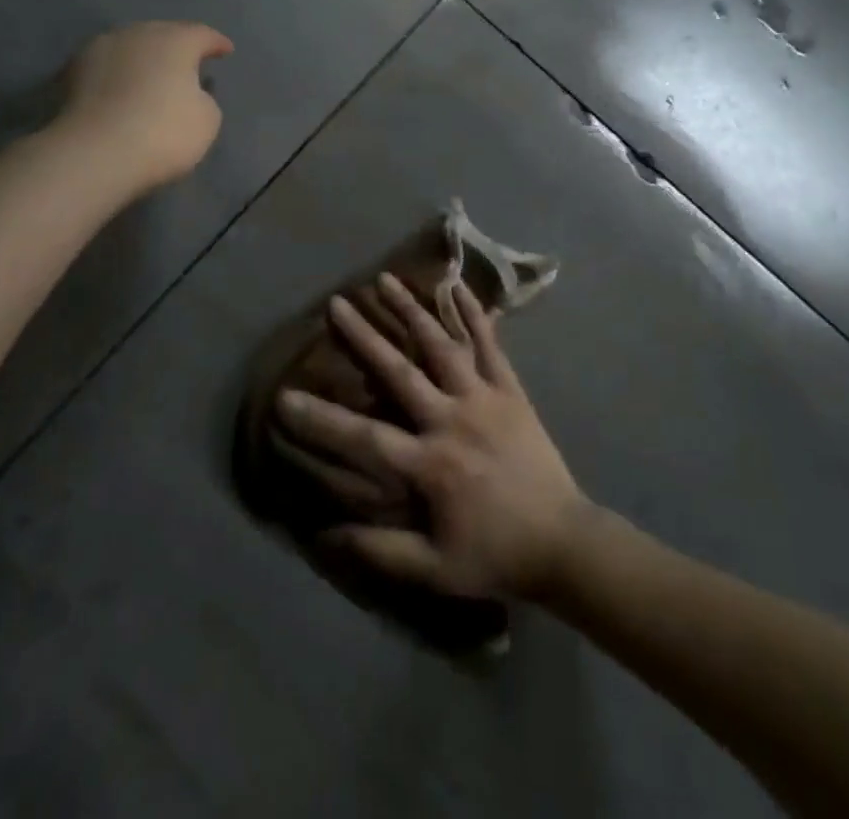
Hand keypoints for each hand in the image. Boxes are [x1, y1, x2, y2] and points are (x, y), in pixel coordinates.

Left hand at [54, 22, 232, 192]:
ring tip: (153, 76)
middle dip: (177, 46)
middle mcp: (137, 34)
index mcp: (175, 40)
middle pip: (163, 34)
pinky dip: (119, 75)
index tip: (225, 51)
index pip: (202, 34)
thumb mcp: (207, 120)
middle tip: (188, 63)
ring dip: (144, 59)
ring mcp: (100, 50)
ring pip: (131, 47)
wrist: (94, 154)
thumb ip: (203, 98)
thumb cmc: (163, 132)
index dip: (216, 43)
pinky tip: (123, 89)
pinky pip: (107, 67)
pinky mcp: (71, 73)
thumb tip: (188, 93)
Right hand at [277, 273, 589, 600]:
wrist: (563, 543)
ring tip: (385, 280)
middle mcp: (452, 419)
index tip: (285, 398)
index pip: (364, 437)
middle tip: (336, 304)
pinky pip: (490, 344)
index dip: (321, 420)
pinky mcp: (510, 390)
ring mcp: (484, 398)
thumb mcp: (434, 569)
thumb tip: (323, 535)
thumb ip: (379, 550)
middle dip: (364, 336)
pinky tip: (457, 285)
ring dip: (411, 310)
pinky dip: (474, 313)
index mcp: (429, 464)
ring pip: (442, 344)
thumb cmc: (495, 555)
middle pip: (399, 370)